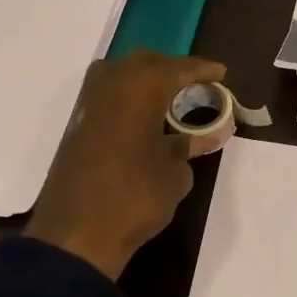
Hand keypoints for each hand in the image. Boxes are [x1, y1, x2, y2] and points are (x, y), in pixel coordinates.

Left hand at [24, 51, 226, 281]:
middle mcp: (111, 85)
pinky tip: (141, 117)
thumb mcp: (175, 174)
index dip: (202, 69)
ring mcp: (88, 104)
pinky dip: (126, 97)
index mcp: (141, 90)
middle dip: (171, 69)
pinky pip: (106, 95)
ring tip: (167, 98)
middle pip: (145, 62)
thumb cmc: (136, 198)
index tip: (221, 72)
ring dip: (144, 79)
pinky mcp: (76, 125)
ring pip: (120, 74)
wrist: (77, 234)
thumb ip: (189, 146)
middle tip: (194, 84)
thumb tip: (203, 136)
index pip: (178, 68)